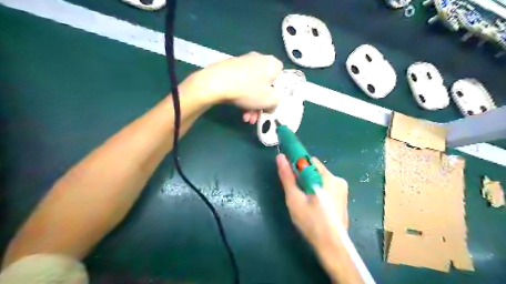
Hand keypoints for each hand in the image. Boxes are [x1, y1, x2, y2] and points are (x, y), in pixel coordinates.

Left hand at [190, 51, 284, 118]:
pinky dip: (242, 98)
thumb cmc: (249, 90)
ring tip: (246, 118)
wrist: (217, 83)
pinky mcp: (230, 69)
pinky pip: (241, 85)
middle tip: (257, 116)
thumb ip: (277, 102)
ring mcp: (243, 63)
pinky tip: (240, 112)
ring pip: (252, 88)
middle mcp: (259, 59)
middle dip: (261, 105)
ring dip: (251, 106)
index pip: (281, 77)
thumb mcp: (271, 100)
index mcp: (272, 63)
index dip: (277, 92)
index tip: (271, 103)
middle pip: (265, 86)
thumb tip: (271, 104)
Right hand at [276, 154, 347, 249]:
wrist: (332, 247)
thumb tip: (280, 157)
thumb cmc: (311, 223)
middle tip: (297, 193)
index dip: (297, 165)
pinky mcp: (343, 197)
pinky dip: (317, 190)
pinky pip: (326, 186)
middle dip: (303, 177)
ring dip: (310, 184)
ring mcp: (342, 189)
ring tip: (304, 201)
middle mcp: (338, 180)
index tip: (290, 176)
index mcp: (328, 178)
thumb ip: (287, 177)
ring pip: (320, 179)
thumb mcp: (295, 199)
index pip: (309, 161)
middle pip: (315, 170)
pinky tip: (314, 205)